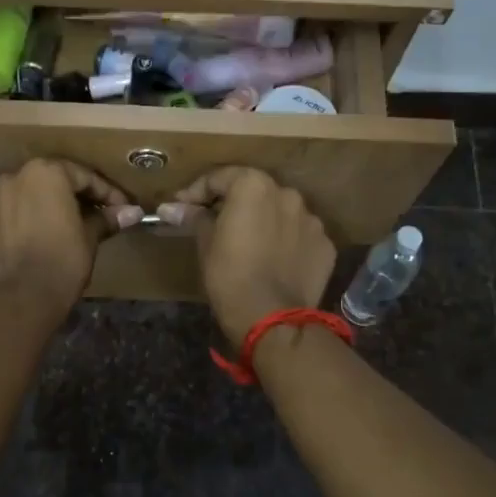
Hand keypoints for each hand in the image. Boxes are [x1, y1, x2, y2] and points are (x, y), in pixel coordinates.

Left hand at [0, 159, 142, 314]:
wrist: (18, 299)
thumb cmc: (62, 263)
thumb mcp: (89, 239)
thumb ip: (107, 219)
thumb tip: (133, 212)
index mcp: (46, 173)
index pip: (83, 176)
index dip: (107, 193)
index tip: (122, 209)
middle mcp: (12, 176)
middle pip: (49, 181)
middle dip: (70, 197)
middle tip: (90, 217)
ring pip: (21, 197)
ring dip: (39, 208)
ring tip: (55, 230)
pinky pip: (2, 217)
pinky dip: (16, 224)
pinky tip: (27, 243)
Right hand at [158, 167, 333, 344]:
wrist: (272, 318)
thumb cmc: (229, 275)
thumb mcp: (205, 244)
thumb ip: (194, 218)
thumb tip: (170, 208)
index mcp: (254, 186)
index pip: (220, 177)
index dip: (197, 192)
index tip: (181, 208)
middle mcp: (287, 194)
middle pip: (255, 192)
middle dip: (234, 204)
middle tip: (215, 224)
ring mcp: (312, 220)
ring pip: (281, 213)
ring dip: (264, 222)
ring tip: (249, 246)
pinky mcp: (325, 245)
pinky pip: (299, 236)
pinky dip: (286, 242)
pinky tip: (273, 262)